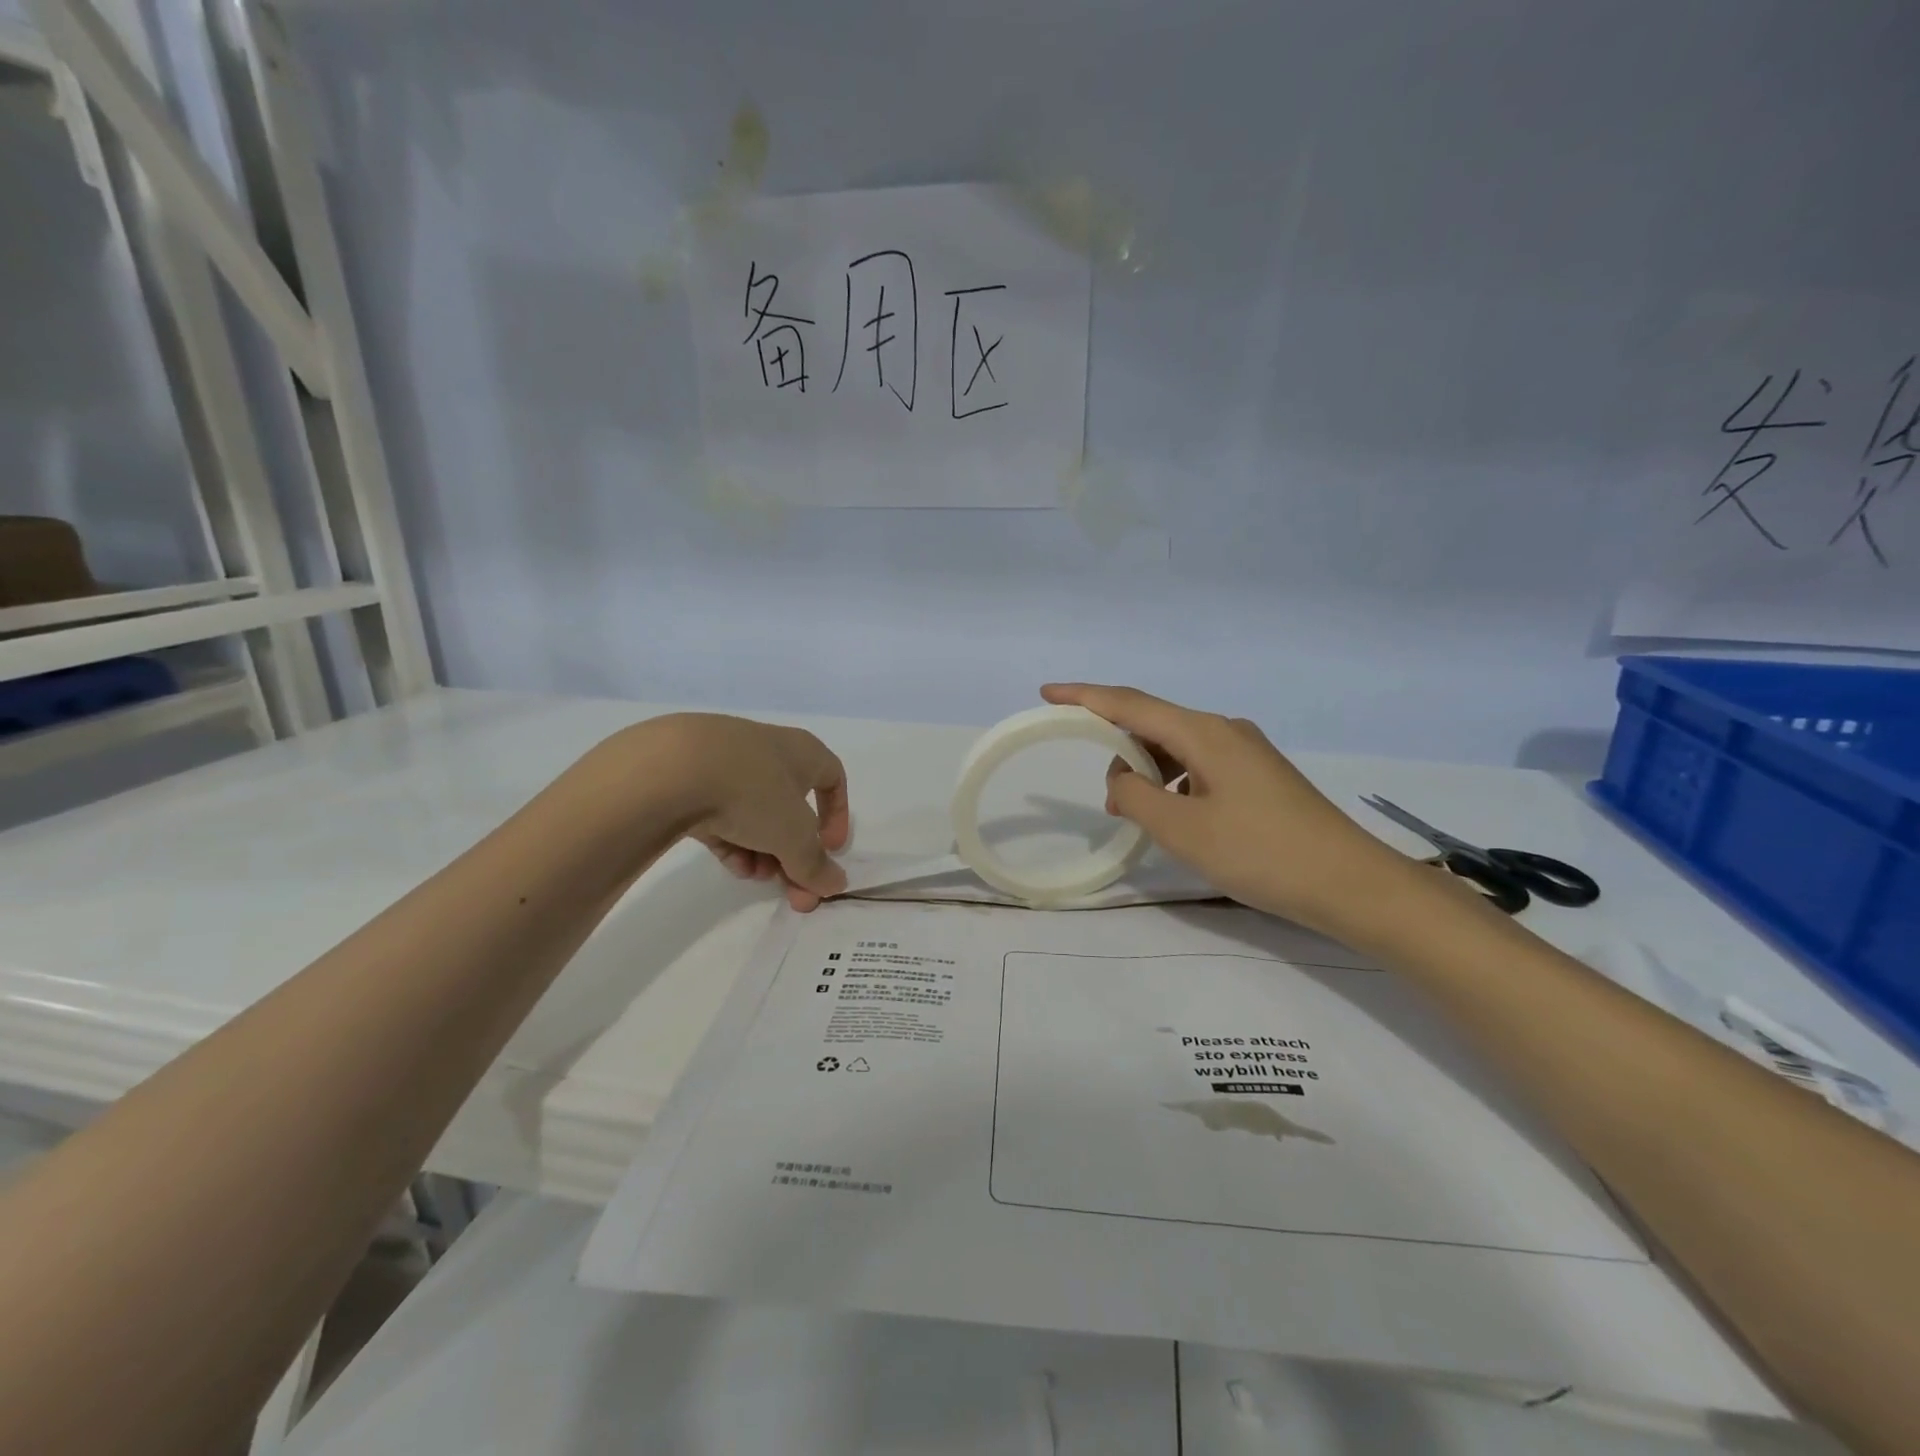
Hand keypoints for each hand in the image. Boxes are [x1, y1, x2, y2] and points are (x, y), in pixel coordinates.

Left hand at [642, 714, 850, 910]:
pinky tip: (730, 865)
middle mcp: (767, 751)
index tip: (832, 850)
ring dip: (763, 851)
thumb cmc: (753, 791)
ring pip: (754, 814)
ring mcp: (725, 763)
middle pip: (790, 808)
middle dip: (794, 853)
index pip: (833, 778)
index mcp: (802, 751)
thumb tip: (835, 884)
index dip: (837, 816)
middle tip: (792, 889)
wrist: (670, 769)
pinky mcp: (689, 780)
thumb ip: (815, 864)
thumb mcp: (794, 836)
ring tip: (755, 876)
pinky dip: (731, 841)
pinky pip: (720, 815)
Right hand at [1041, 683, 1428, 939]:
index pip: (1130, 703)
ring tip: (1133, 812)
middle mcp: (1224, 730)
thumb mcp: (1182, 829)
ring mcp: (1246, 752)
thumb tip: (1121, 780)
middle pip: (1154, 722)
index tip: (1047, 693)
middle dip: (1117, 748)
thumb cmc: (1261, 853)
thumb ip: (1136, 797)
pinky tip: (1173, 815)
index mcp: (1204, 733)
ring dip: (1146, 771)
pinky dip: (1173, 783)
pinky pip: (1198, 766)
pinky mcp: (1258, 776)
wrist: (1351, 884)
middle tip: (1101, 793)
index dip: (1085, 696)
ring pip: (1177, 747)